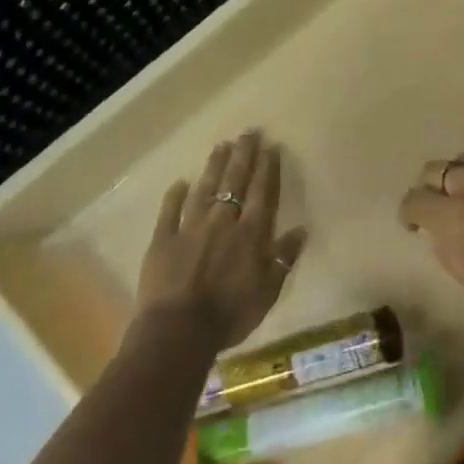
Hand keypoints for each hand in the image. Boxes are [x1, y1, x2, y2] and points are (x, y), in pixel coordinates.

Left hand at [137, 131, 307, 349]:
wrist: (178, 331)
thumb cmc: (231, 314)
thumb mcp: (268, 291)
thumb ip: (283, 258)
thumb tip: (301, 231)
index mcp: (251, 233)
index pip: (262, 192)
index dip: (267, 168)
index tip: (270, 146)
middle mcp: (223, 221)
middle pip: (235, 181)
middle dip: (243, 155)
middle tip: (248, 132)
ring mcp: (190, 228)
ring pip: (204, 189)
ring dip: (214, 166)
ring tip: (220, 146)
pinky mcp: (162, 240)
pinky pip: (169, 211)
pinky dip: (175, 196)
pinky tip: (180, 182)